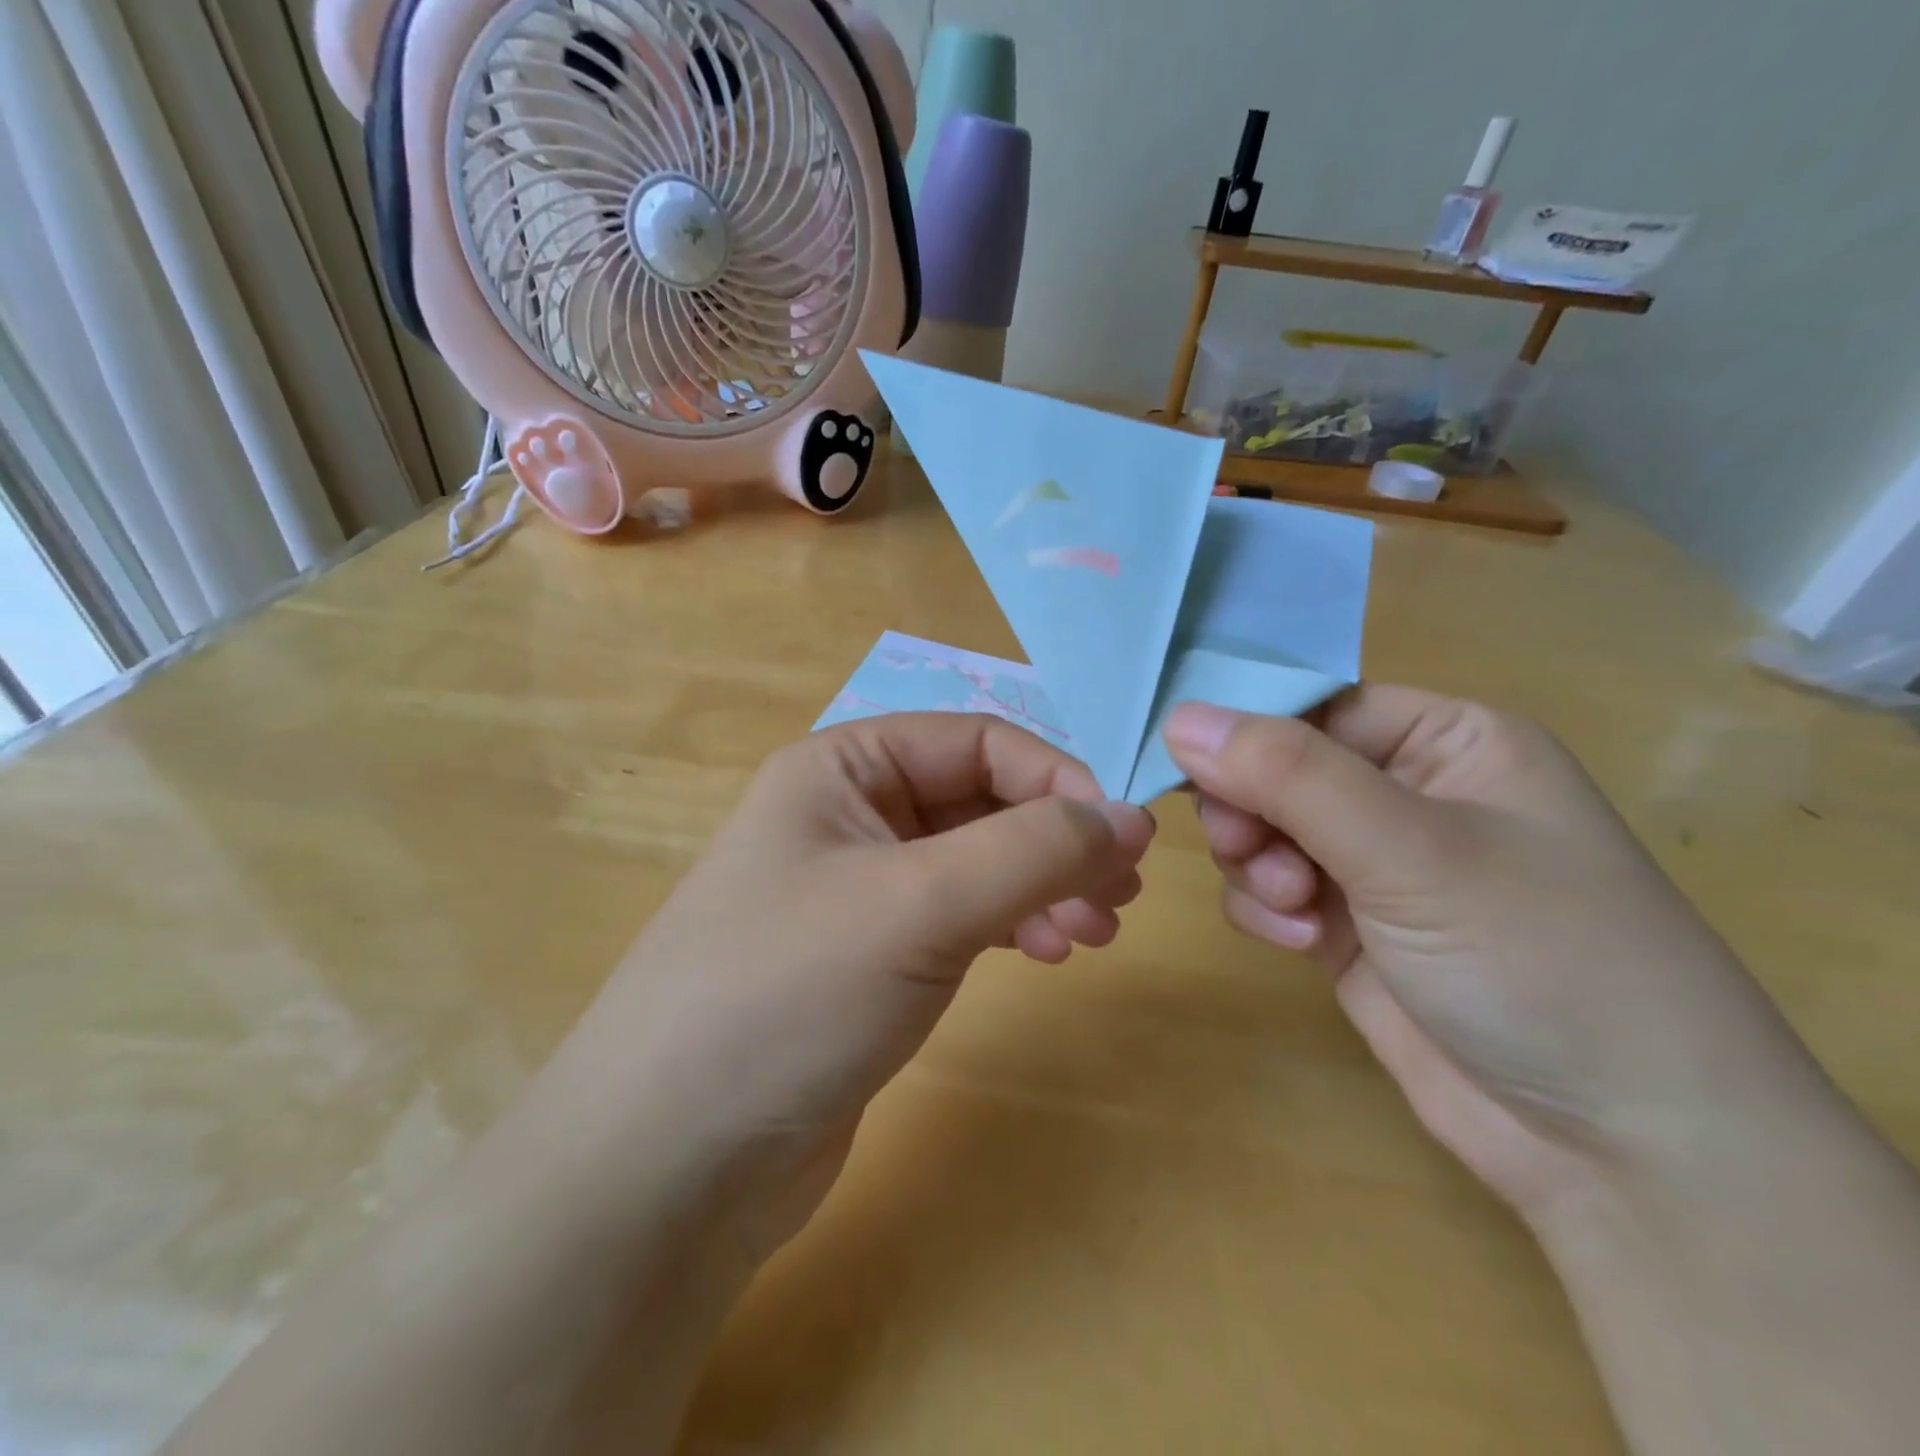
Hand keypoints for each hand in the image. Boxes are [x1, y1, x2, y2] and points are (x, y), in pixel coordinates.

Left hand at [552, 713, 1154, 1256]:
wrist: (670, 1163)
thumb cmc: (790, 995)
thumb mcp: (920, 903)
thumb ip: (1033, 849)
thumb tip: (1129, 817)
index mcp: (843, 767)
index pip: (978, 742)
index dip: (1057, 780)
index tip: (1123, 841)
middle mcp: (848, 814)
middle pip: (981, 801)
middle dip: (1054, 840)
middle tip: (1121, 894)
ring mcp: (857, 889)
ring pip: (976, 861)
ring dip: (1041, 884)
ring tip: (1094, 933)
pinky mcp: (867, 957)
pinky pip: (958, 916)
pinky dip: (1009, 925)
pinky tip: (1045, 954)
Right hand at [1163, 689, 1838, 1219]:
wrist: (1622, 1150)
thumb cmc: (1537, 958)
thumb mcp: (1409, 848)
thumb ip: (1287, 775)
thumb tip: (1179, 717)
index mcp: (1446, 742)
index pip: (1314, 706)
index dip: (1247, 730)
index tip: (1187, 766)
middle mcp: (1408, 794)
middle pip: (1278, 770)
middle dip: (1252, 810)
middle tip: (1244, 849)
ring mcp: (1376, 866)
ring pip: (1264, 831)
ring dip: (1257, 865)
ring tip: (1293, 909)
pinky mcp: (1349, 929)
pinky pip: (1270, 891)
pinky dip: (1269, 911)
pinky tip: (1304, 945)